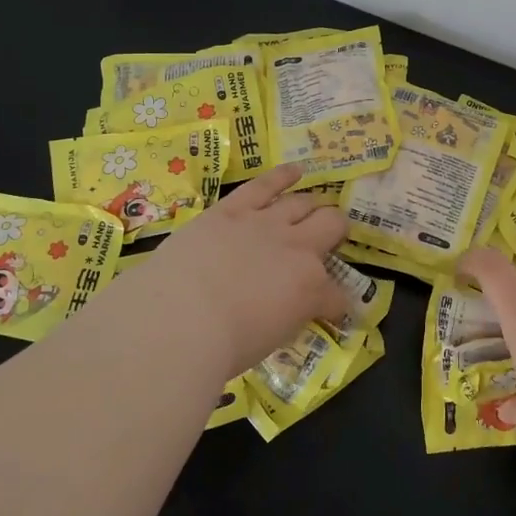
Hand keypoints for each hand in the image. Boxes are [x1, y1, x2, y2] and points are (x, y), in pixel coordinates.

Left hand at [120, 163, 348, 380]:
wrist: (179, 318)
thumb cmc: (222, 345)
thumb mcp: (270, 341)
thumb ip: (286, 318)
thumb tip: (287, 312)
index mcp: (310, 289)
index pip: (335, 295)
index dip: (335, 304)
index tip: (330, 310)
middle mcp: (297, 248)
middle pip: (332, 225)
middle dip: (336, 232)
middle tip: (328, 240)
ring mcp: (265, 224)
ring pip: (302, 202)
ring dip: (312, 205)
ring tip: (313, 207)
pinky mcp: (233, 209)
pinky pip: (265, 184)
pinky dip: (283, 175)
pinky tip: (295, 170)